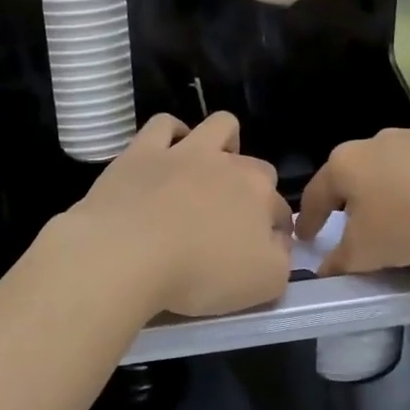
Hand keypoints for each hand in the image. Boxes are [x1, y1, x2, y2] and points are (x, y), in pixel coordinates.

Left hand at [60, 112, 292, 318]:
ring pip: (220, 126)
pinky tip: (167, 153)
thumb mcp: (262, 285)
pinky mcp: (144, 151)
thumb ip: (281, 262)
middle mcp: (229, 165)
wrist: (127, 253)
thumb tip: (278, 243)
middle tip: (230, 223)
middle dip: (253, 190)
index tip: (259, 255)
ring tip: (210, 171)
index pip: (281, 211)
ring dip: (224, 143)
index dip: (275, 233)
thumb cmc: (199, 274)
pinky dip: (171, 134)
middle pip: (256, 168)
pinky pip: (164, 125)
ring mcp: (185, 152)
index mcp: (260, 196)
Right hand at [295, 108, 409, 275]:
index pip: (316, 194)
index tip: (306, 238)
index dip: (309, 220)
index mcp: (345, 166)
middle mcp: (375, 142)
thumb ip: (341, 262)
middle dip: (350, 196)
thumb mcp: (368, 253)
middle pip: (354, 172)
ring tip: (402, 206)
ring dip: (391, 178)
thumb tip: (325, 269)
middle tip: (354, 224)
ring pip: (393, 156)